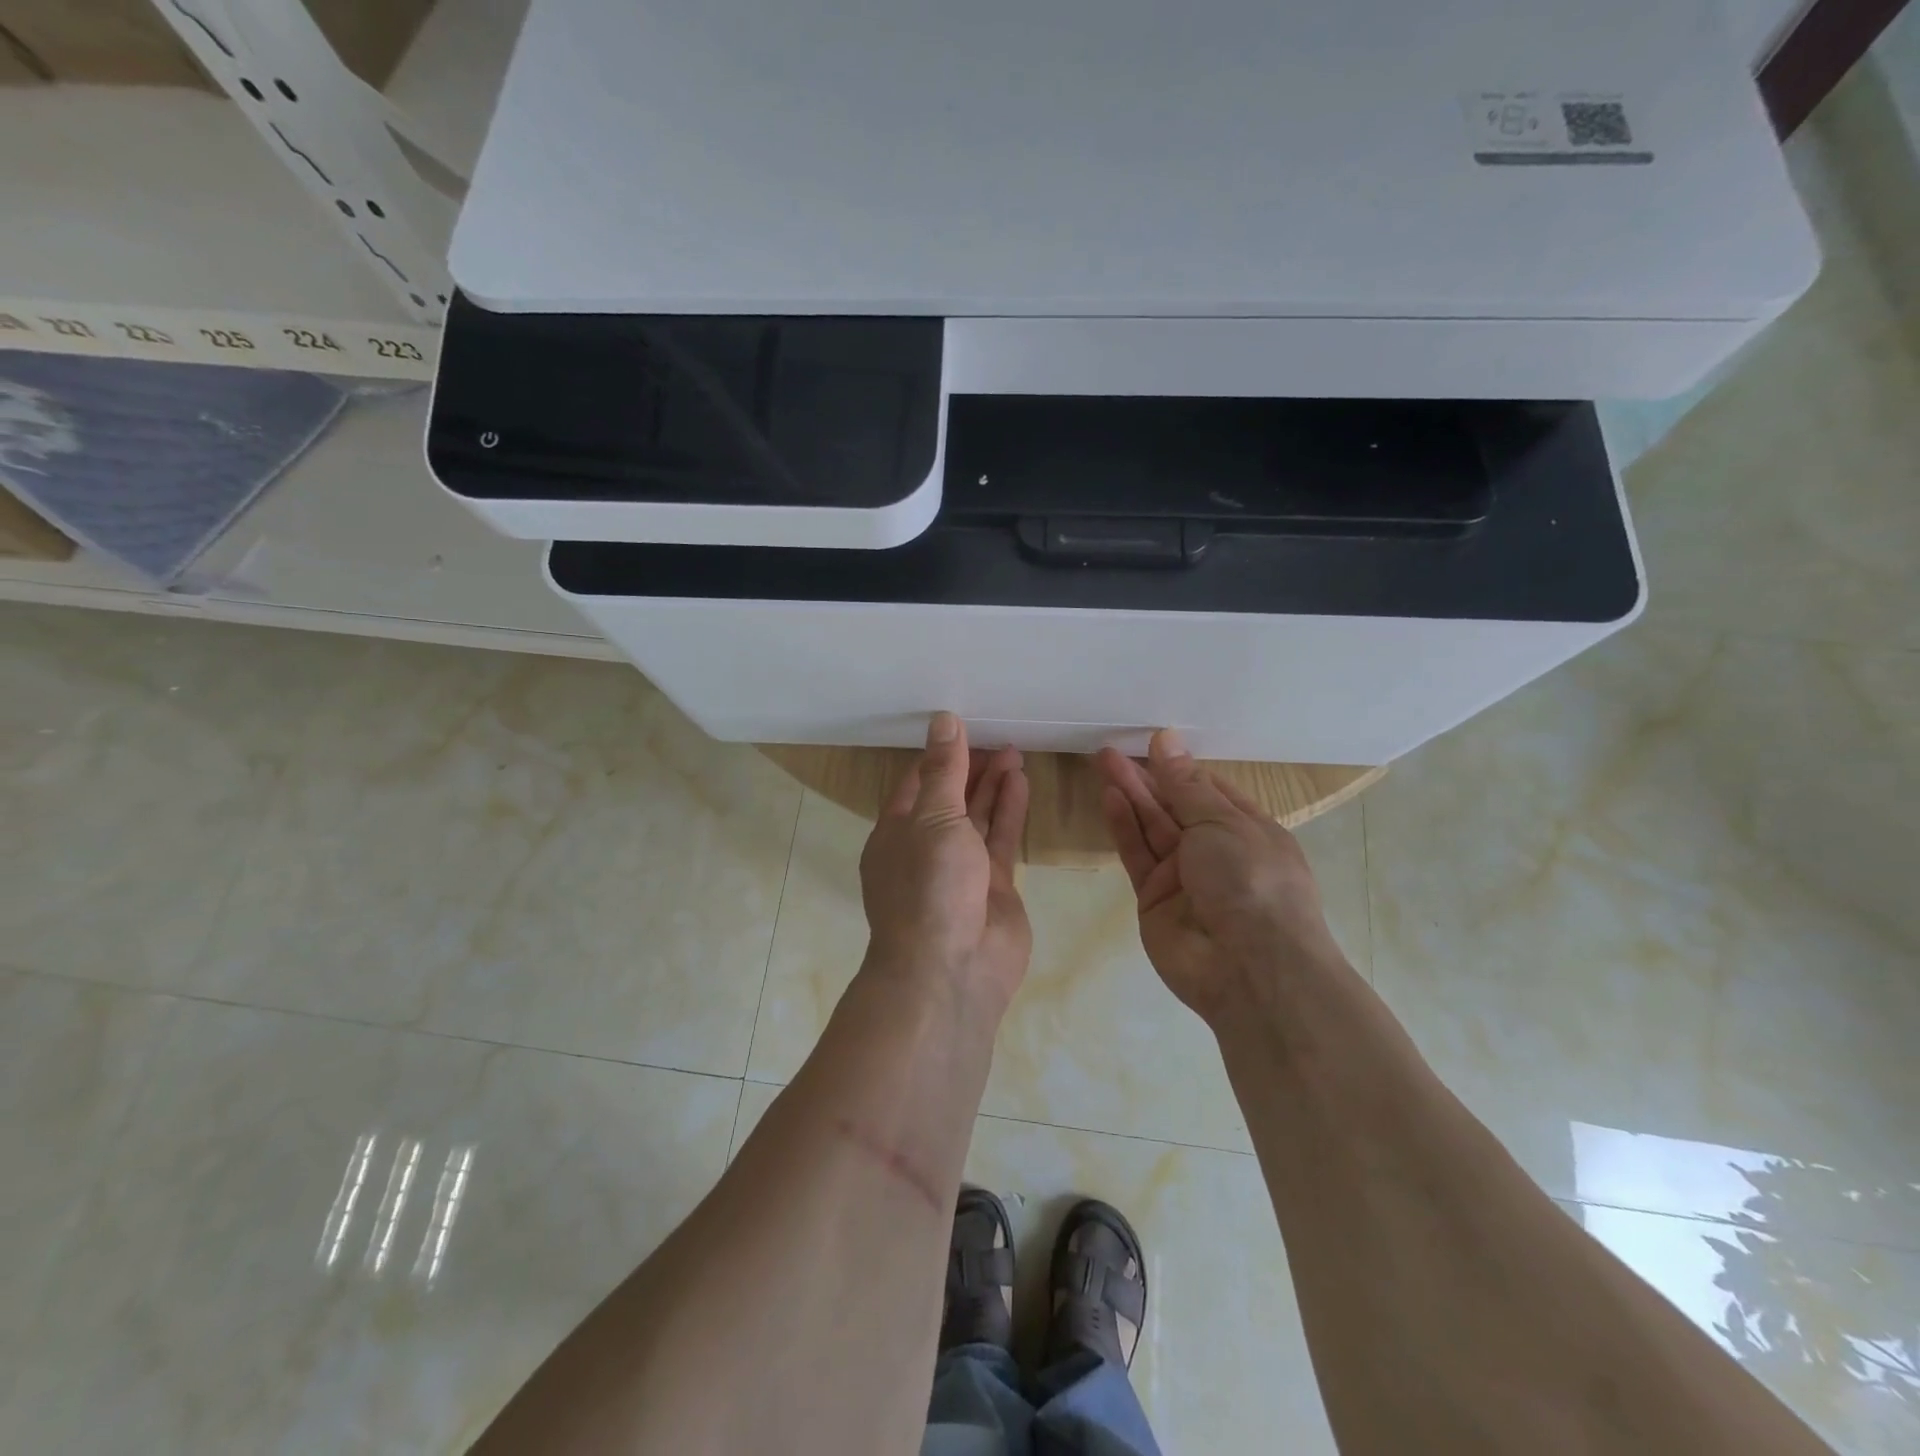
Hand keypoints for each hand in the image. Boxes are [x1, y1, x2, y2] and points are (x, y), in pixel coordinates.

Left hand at [860, 713, 1032, 1013]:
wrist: (952, 969)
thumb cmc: (929, 885)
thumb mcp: (932, 817)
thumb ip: (944, 769)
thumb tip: (943, 719)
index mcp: (895, 832)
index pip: (916, 783)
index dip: (939, 756)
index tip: (962, 727)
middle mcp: (925, 848)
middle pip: (949, 798)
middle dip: (971, 768)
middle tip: (999, 737)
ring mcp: (960, 869)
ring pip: (977, 817)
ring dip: (994, 785)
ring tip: (1014, 751)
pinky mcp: (992, 886)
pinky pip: (1000, 839)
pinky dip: (1010, 811)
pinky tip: (1022, 781)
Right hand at [1096, 730, 1347, 1023]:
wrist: (1248, 967)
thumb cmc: (1252, 880)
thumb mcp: (1223, 822)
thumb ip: (1186, 784)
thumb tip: (1167, 739)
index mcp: (1247, 830)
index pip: (1209, 791)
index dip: (1180, 767)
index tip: (1152, 741)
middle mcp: (1215, 851)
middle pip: (1174, 806)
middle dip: (1146, 777)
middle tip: (1112, 749)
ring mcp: (1182, 876)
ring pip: (1151, 827)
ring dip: (1129, 794)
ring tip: (1102, 760)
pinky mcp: (1153, 897)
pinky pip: (1137, 854)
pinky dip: (1123, 825)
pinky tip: (1109, 796)